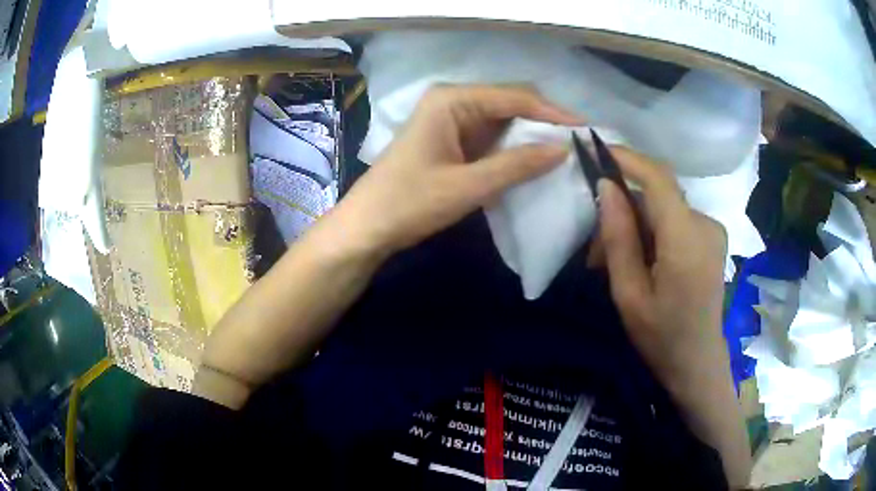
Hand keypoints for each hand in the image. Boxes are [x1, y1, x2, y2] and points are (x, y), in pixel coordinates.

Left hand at [336, 84, 580, 253]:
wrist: (367, 227)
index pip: (513, 97)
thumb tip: (563, 148)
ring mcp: (451, 119)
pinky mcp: (452, 139)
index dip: (552, 111)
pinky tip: (535, 158)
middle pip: (509, 102)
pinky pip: (491, 136)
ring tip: (566, 150)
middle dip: (543, 120)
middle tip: (579, 141)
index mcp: (451, 99)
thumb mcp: (467, 186)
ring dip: (531, 133)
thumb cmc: (409, 203)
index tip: (586, 129)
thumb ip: (517, 165)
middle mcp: (452, 100)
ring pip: (502, 119)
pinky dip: (513, 147)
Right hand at [595, 148, 727, 380]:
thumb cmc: (661, 337)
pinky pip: (676, 220)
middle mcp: (706, 225)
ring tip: (614, 261)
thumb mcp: (629, 294)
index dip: (628, 159)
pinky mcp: (712, 237)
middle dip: (625, 209)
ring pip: (665, 209)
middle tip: (595, 247)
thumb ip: (619, 238)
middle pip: (658, 196)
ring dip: (637, 225)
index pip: (659, 179)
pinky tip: (641, 260)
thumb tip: (606, 187)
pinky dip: (654, 232)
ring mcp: (712, 230)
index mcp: (687, 240)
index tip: (596, 150)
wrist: (697, 363)